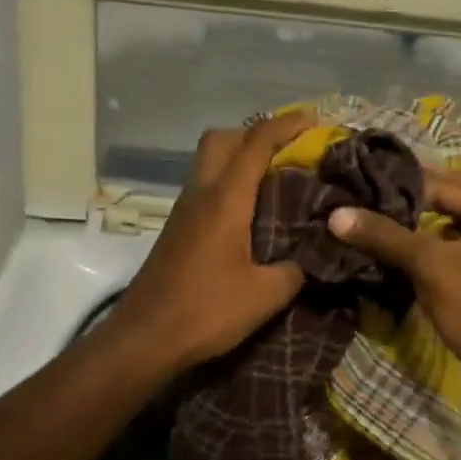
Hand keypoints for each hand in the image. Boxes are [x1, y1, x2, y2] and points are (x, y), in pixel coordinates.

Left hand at [110, 112, 315, 371]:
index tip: (314, 121)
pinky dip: (230, 183)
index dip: (286, 125)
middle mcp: (201, 194)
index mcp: (225, 200)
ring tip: (277, 180)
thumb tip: (316, 256)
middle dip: (255, 133)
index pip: (255, 144)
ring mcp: (184, 211)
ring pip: (210, 162)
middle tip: (288, 152)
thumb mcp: (266, 295)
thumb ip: (296, 269)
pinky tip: (252, 213)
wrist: (144, 339)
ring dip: (241, 158)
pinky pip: (206, 188)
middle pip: (222, 139)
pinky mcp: (177, 229)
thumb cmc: (206, 312)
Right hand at [327, 170, 460, 395]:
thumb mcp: (429, 266)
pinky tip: (396, 252)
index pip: (442, 184)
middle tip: (360, 202)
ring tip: (372, 224)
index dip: (398, 187)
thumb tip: (336, 214)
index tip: (357, 189)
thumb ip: (385, 236)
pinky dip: (430, 248)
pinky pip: (457, 247)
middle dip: (407, 204)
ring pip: (451, 225)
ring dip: (416, 227)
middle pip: (449, 200)